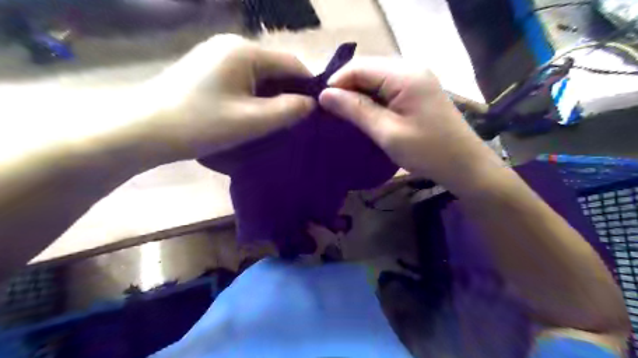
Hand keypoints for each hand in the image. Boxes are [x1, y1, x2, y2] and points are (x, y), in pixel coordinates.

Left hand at [142, 34, 315, 160]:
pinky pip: (244, 79)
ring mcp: (217, 55)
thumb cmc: (200, 124)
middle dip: (289, 93)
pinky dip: (255, 96)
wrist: (144, 130)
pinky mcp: (208, 68)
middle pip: (275, 68)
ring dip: (272, 96)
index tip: (317, 111)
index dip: (308, 86)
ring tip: (276, 121)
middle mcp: (232, 45)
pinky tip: (253, 114)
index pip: (292, 63)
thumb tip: (311, 103)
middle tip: (296, 121)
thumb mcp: (252, 121)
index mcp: (245, 51)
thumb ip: (288, 110)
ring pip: (260, 75)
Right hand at [319, 59, 503, 192]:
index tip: (320, 104)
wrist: (464, 164)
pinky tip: (362, 113)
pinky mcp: (417, 89)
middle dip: (345, 88)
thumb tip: (324, 95)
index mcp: (404, 75)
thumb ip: (355, 109)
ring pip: (375, 78)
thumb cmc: (427, 151)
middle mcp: (410, 68)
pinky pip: (386, 87)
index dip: (336, 82)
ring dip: (357, 94)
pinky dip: (371, 98)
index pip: (359, 67)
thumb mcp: (387, 132)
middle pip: (367, 69)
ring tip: (341, 114)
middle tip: (329, 111)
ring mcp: (416, 78)